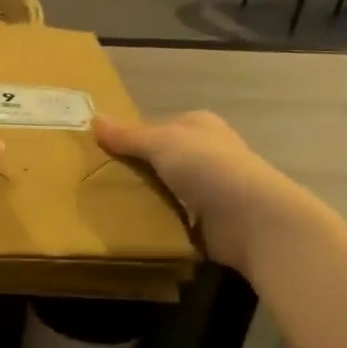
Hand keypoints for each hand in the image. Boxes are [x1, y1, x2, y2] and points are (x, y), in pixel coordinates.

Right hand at [93, 111, 304, 274]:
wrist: (251, 218)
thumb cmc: (208, 167)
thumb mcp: (162, 142)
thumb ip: (129, 135)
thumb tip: (95, 118)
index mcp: (199, 127)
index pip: (158, 129)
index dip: (131, 139)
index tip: (100, 154)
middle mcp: (207, 155)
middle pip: (161, 161)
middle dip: (135, 172)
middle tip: (97, 183)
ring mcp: (211, 191)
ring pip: (166, 191)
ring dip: (145, 200)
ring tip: (106, 208)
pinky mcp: (210, 224)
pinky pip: (174, 220)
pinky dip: (157, 224)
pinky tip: (133, 229)